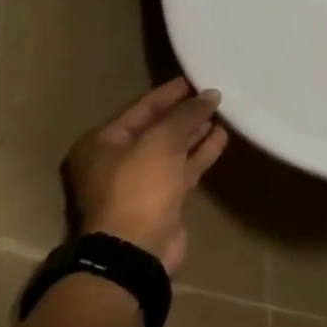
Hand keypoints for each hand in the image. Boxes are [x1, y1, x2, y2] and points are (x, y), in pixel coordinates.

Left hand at [63, 77, 228, 275]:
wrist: (135, 248)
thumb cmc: (138, 188)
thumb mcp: (160, 142)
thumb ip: (186, 115)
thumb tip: (210, 95)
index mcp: (103, 143)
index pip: (141, 108)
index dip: (169, 93)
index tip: (197, 78)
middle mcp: (118, 159)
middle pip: (156, 127)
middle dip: (185, 111)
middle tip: (215, 94)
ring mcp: (141, 180)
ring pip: (173, 147)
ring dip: (196, 131)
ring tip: (224, 112)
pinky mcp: (163, 196)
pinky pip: (184, 166)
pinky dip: (201, 151)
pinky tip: (222, 137)